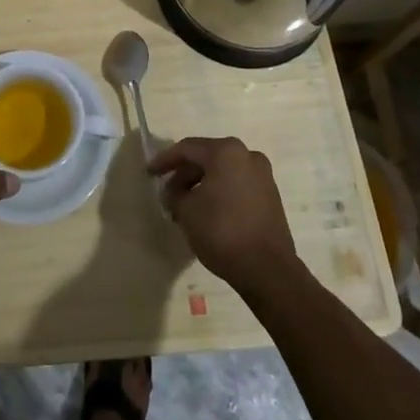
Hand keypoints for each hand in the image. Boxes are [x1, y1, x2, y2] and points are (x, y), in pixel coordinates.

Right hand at [147, 136, 300, 295]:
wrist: (268, 270)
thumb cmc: (222, 232)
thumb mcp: (186, 211)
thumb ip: (175, 194)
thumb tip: (175, 191)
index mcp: (226, 152)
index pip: (187, 148)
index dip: (165, 160)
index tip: (149, 173)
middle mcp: (247, 155)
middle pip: (206, 158)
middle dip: (184, 175)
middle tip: (168, 194)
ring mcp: (263, 175)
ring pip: (222, 172)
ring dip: (201, 185)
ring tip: (185, 207)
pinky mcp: (270, 196)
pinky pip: (237, 185)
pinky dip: (219, 193)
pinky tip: (207, 212)